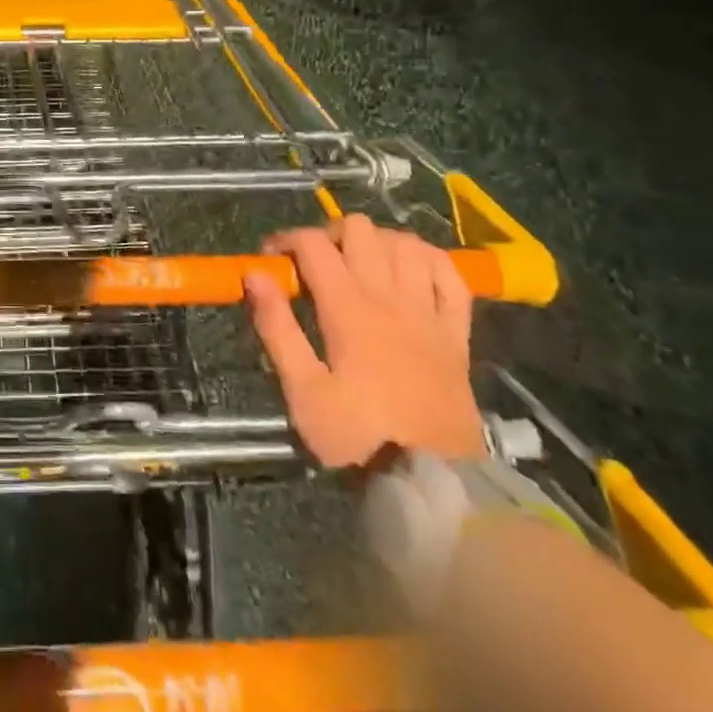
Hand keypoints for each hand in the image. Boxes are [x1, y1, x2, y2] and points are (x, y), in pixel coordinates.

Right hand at [243, 214, 484, 468]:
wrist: (433, 481)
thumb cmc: (358, 437)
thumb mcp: (302, 391)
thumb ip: (277, 328)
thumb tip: (255, 276)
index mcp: (349, 310)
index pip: (313, 245)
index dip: (286, 240)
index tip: (271, 260)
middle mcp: (390, 298)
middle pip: (361, 230)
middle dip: (329, 234)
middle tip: (314, 263)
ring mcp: (428, 313)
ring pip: (406, 243)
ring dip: (377, 242)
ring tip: (358, 264)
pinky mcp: (456, 333)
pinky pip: (452, 275)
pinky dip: (428, 259)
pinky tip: (409, 268)